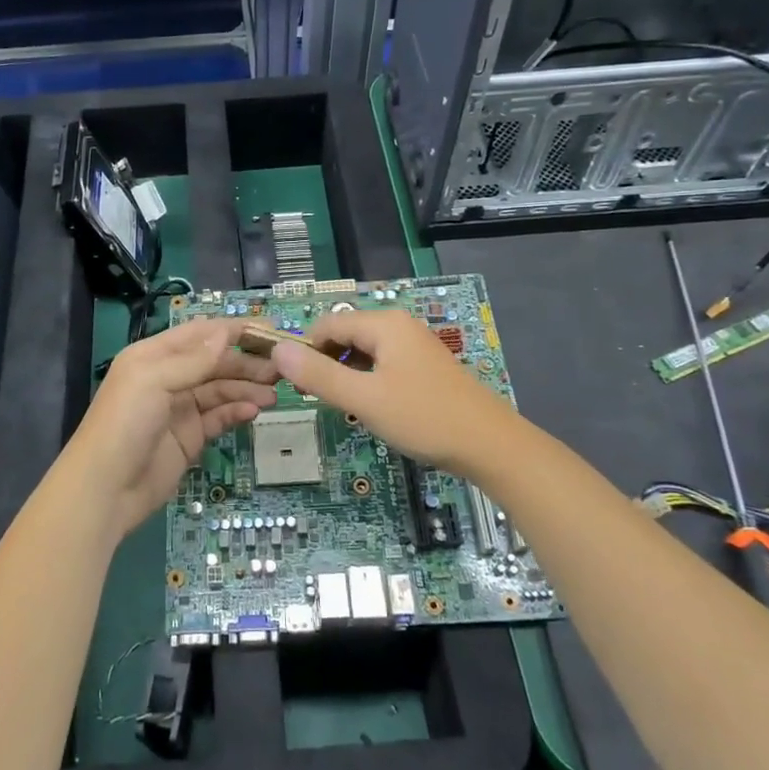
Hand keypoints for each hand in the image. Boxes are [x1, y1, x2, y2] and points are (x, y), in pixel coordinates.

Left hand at [64, 319, 277, 540]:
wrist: (105, 489)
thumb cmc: (124, 423)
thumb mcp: (154, 381)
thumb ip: (193, 359)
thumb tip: (226, 333)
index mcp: (154, 355)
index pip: (199, 333)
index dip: (232, 330)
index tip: (268, 330)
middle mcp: (168, 377)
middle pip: (214, 362)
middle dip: (246, 362)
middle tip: (280, 368)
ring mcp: (180, 409)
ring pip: (220, 390)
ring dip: (246, 388)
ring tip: (274, 393)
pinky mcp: (189, 438)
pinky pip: (218, 417)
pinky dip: (236, 412)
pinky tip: (254, 412)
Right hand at [270, 309, 517, 471]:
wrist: (491, 445)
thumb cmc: (424, 418)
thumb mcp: (365, 399)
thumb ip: (319, 374)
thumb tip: (277, 350)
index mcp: (384, 324)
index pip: (326, 324)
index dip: (304, 350)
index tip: (292, 384)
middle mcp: (399, 325)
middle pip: (345, 334)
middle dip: (325, 362)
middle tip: (316, 399)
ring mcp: (414, 345)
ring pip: (364, 350)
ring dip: (345, 372)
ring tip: (342, 405)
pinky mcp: (424, 366)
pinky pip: (383, 363)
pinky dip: (367, 379)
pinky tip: (370, 406)